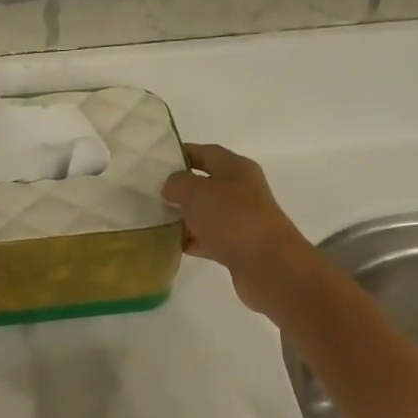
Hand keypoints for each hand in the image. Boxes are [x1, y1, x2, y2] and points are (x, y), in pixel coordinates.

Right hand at [162, 143, 316, 316]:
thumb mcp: (196, 192)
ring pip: (206, 212)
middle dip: (179, 188)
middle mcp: (241, 190)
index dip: (181, 153)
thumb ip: (177, 183)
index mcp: (235, 168)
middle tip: (150, 193)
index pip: (205, 152)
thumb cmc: (231, 218)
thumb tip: (171, 188)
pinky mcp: (238, 245)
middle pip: (205, 183)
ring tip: (155, 219)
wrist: (267, 264)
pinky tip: (172, 244)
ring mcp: (241, 219)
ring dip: (184, 216)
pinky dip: (192, 240)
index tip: (155, 162)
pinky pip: (209, 238)